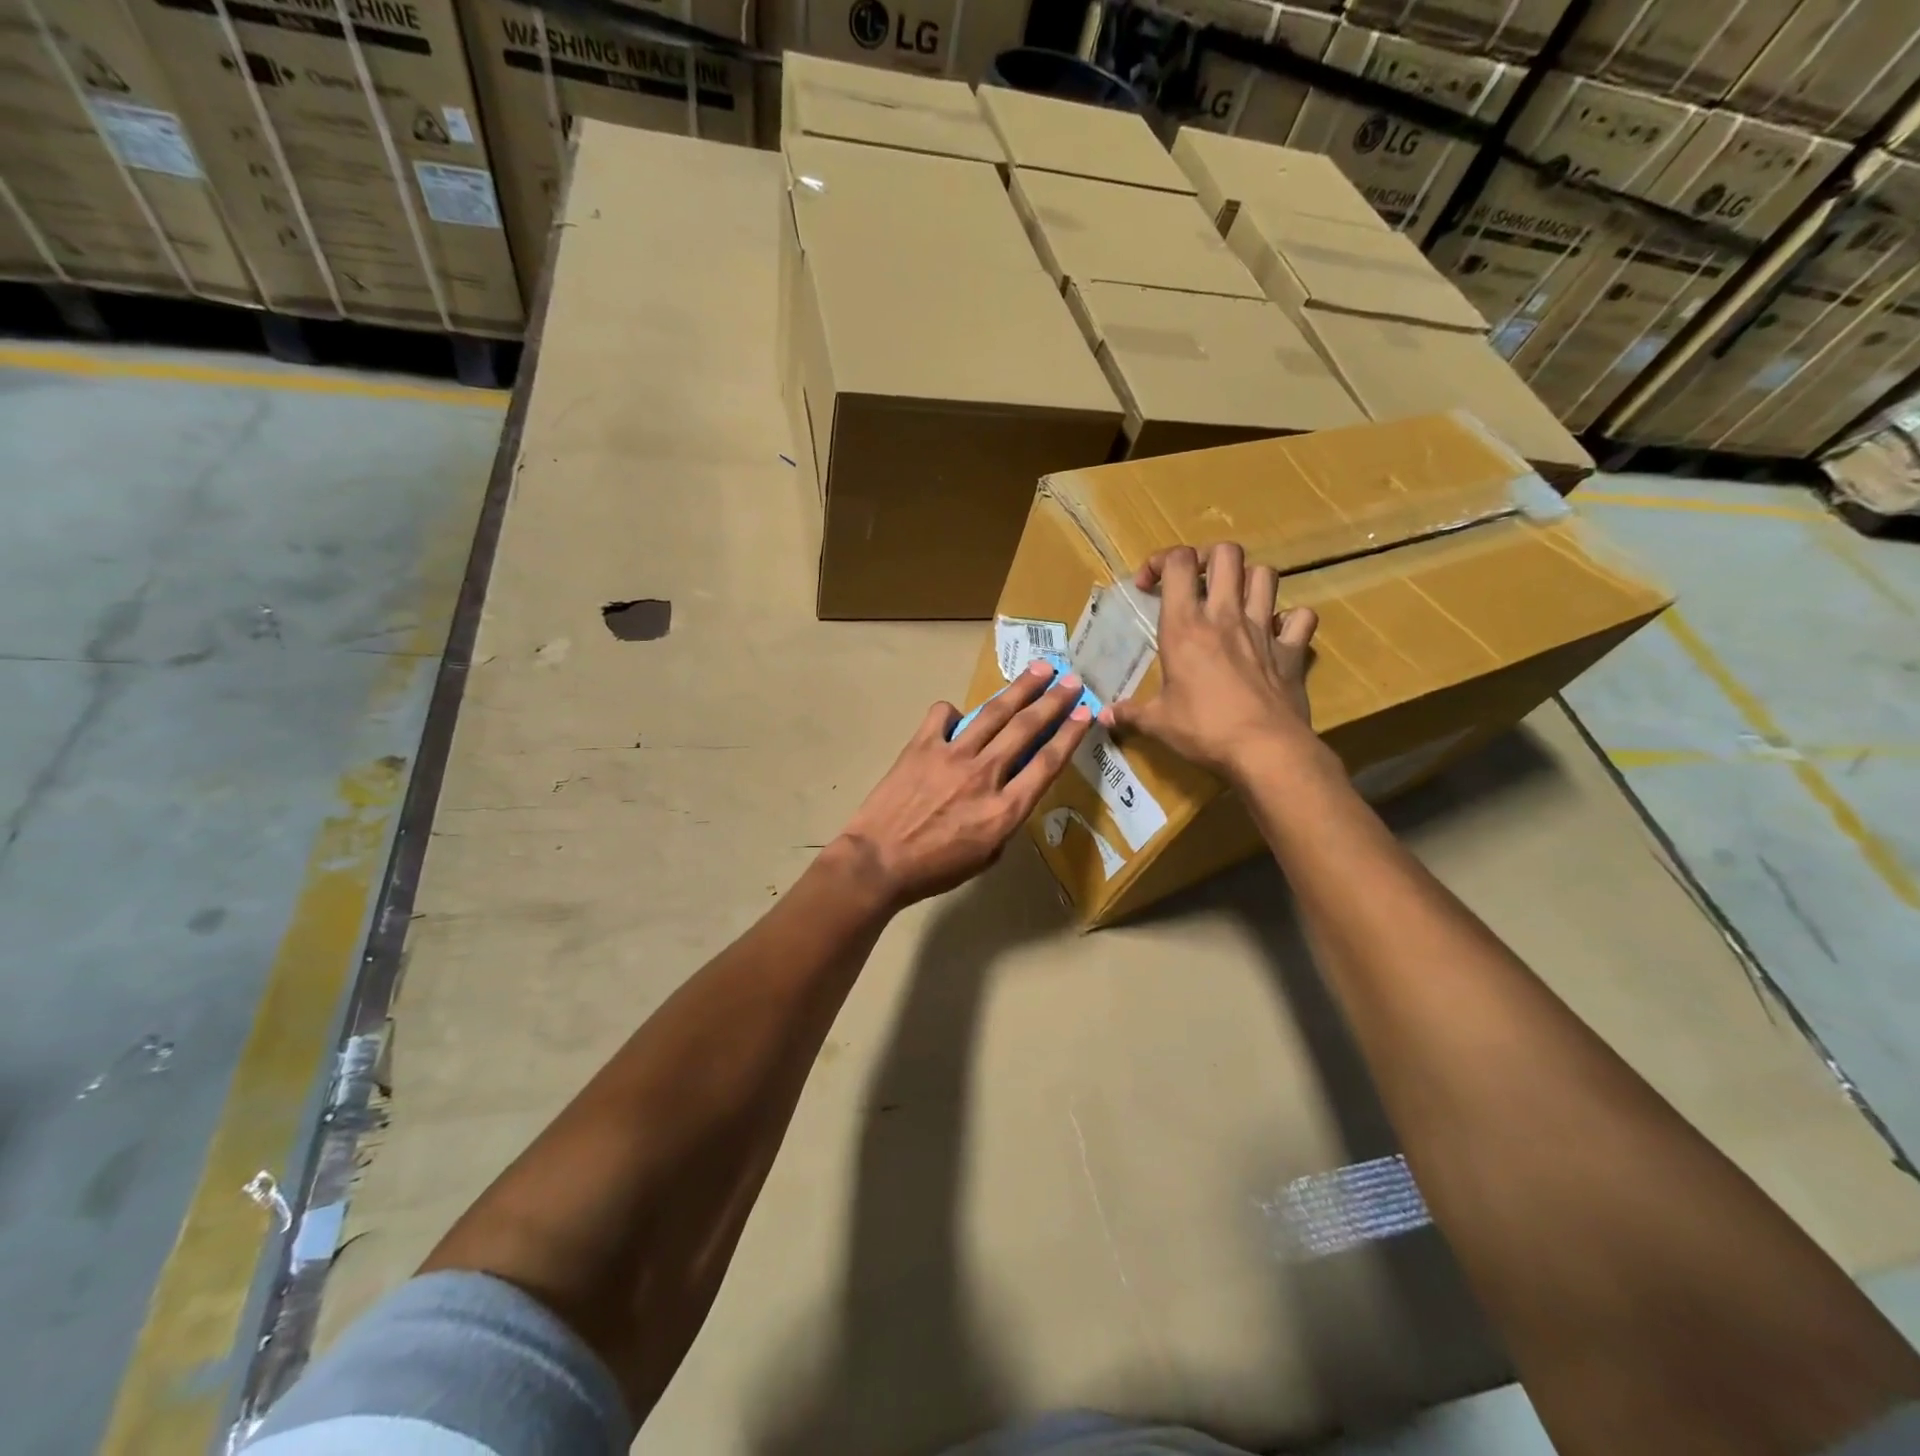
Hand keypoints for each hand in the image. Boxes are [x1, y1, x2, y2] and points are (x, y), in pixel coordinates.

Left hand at [836, 661, 1092, 907]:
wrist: (878, 862)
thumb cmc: (934, 870)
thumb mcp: (986, 857)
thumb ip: (1004, 820)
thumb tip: (1009, 789)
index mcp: (1005, 809)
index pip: (1048, 763)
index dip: (1070, 734)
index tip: (1086, 713)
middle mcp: (985, 774)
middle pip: (1027, 728)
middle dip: (1054, 701)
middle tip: (1072, 680)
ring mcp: (952, 755)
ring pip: (994, 713)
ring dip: (1020, 688)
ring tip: (1040, 668)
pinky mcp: (922, 746)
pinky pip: (943, 715)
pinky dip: (953, 712)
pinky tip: (957, 716)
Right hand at [1103, 543, 1318, 779]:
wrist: (1265, 749)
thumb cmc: (1203, 730)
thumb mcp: (1158, 723)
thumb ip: (1130, 714)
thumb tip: (1103, 717)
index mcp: (1185, 627)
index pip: (1178, 563)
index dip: (1161, 561)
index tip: (1148, 585)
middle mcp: (1226, 616)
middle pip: (1227, 554)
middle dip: (1208, 559)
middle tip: (1195, 582)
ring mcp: (1264, 630)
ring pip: (1266, 574)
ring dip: (1249, 580)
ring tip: (1234, 600)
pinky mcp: (1292, 650)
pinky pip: (1301, 617)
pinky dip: (1289, 619)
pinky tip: (1275, 633)